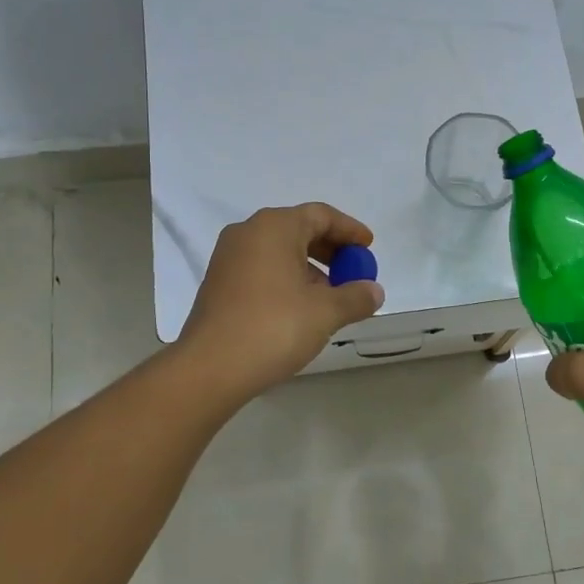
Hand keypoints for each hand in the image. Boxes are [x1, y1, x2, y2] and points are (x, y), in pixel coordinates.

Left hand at [178, 203, 385, 397]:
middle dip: (331, 250)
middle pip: (299, 229)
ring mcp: (229, 258)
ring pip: (280, 251)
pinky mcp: (219, 283)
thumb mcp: (325, 312)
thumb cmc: (273, 327)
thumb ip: (356, 296)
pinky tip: (301, 308)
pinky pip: (263, 268)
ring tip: (332, 296)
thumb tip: (374, 291)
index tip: (369, 248)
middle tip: (354, 272)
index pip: (321, 215)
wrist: (210, 368)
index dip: (350, 230)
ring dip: (310, 268)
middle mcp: (248, 233)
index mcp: (274, 227)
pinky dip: (287, 279)